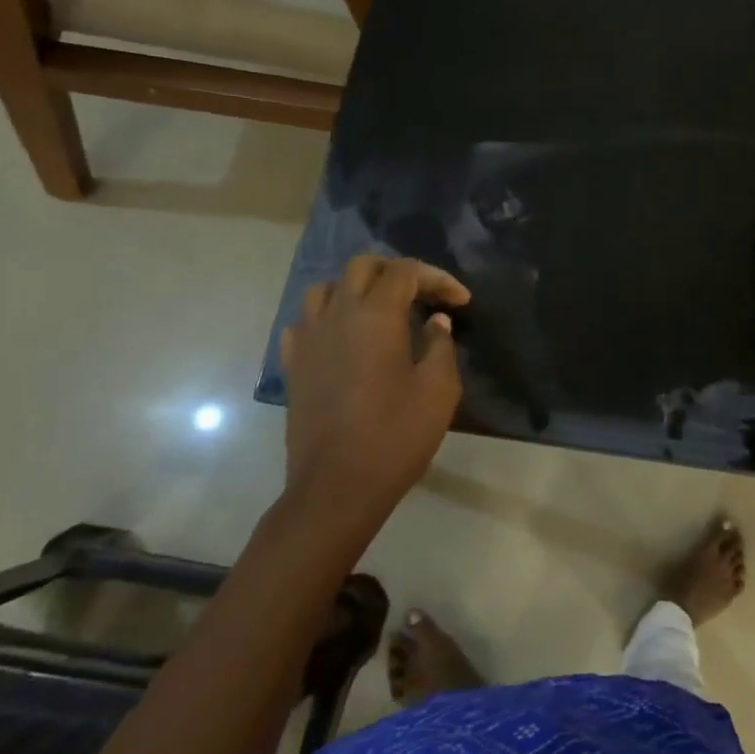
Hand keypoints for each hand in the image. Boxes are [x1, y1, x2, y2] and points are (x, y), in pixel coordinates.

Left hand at [279, 254, 471, 533]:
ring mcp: (308, 338)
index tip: (461, 302)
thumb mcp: (439, 389)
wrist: (337, 486)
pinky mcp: (294, 364)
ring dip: (358, 289)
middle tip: (424, 296)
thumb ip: (440, 345)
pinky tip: (345, 338)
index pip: (405, 272)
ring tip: (382, 311)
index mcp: (375, 315)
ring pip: (327, 288)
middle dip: (397, 272)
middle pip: (363, 267)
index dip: (437, 279)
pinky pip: (305, 322)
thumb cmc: (396, 435)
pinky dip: (329, 318)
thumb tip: (436, 322)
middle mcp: (337, 314)